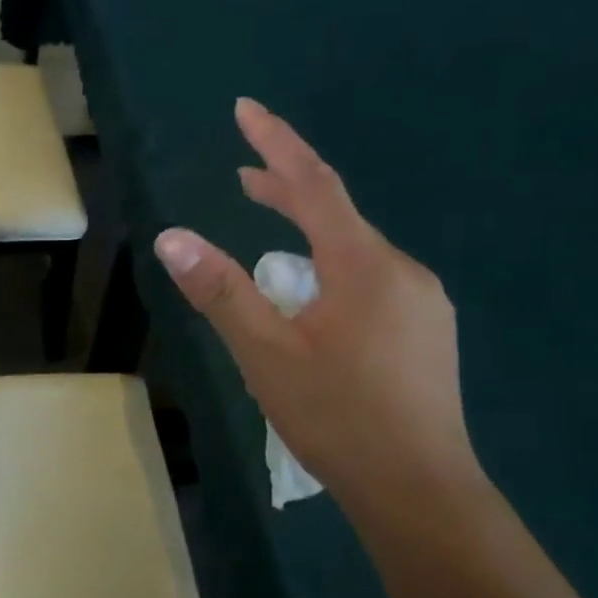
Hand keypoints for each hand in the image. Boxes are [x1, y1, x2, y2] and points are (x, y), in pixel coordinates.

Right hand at [153, 98, 477, 508]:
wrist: (419, 489)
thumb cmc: (337, 416)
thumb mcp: (265, 353)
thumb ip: (221, 291)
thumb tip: (172, 236)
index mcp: (362, 265)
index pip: (314, 184)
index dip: (276, 143)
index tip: (245, 108)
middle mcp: (401, 271)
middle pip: (338, 214)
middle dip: (288, 189)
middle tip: (244, 178)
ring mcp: (421, 304)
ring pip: (354, 253)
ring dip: (309, 237)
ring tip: (269, 244)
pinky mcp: (426, 334)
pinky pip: (370, 282)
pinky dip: (332, 271)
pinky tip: (315, 305)